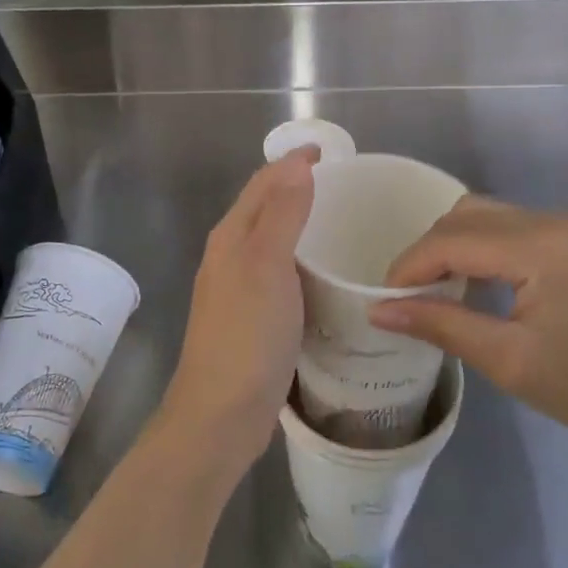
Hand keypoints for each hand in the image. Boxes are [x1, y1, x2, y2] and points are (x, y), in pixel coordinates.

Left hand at [158, 149, 316, 475]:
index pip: (263, 183)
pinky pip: (281, 274)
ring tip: (343, 224)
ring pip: (272, 242)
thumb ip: (282, 214)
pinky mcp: (253, 319)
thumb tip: (296, 163)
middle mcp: (230, 257)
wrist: (221, 414)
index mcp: (231, 237)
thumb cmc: (247, 336)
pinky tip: (327, 276)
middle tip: (345, 187)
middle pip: (265, 208)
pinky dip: (302, 262)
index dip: (293, 163)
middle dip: (298, 188)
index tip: (331, 153)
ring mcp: (239, 290)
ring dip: (300, 225)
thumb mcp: (267, 266)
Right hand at [368, 197, 567, 460]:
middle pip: (465, 216)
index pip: (450, 239)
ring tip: (436, 293)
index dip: (408, 267)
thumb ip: (442, 325)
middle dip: (427, 252)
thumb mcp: (511, 361)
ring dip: (453, 246)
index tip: (381, 302)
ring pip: (487, 217)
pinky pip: (512, 230)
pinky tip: (477, 285)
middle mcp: (552, 221)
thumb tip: (380, 311)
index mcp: (538, 245)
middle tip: (407, 299)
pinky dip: (482, 249)